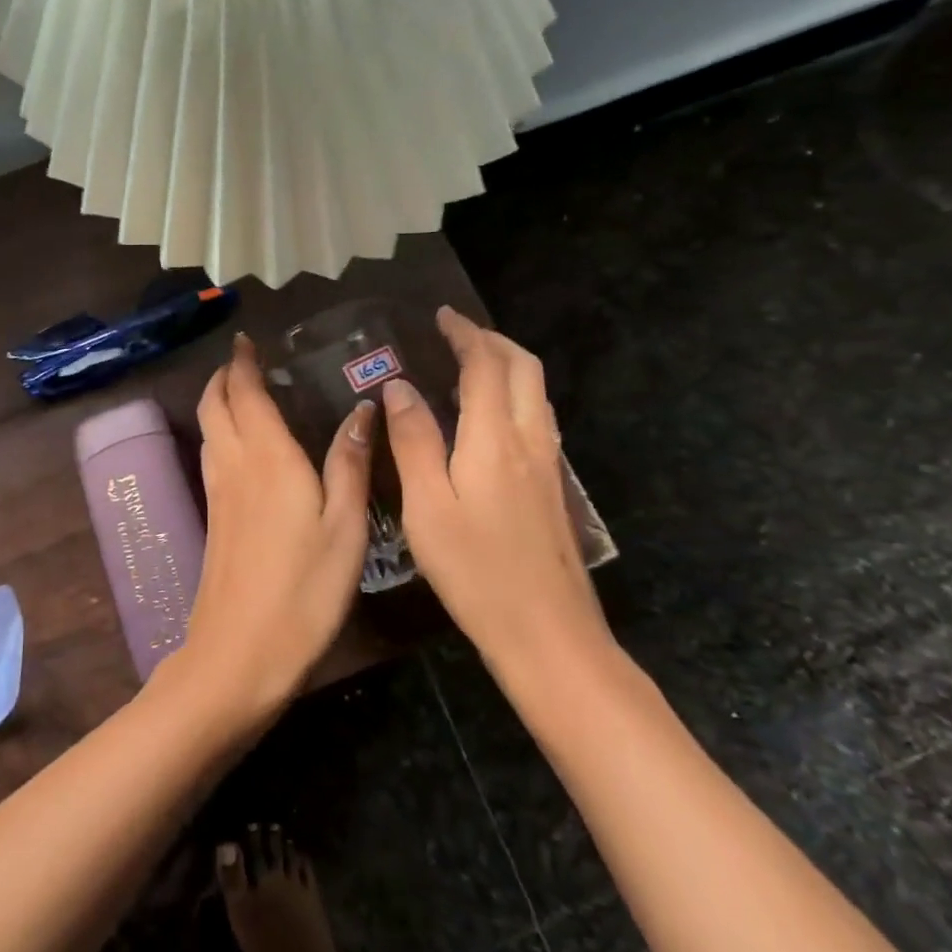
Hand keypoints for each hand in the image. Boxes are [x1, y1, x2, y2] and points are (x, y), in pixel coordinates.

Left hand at [177, 333, 375, 724]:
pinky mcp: (212, 520)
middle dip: (223, 377)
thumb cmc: (304, 591)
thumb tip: (362, 410)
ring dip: (218, 403)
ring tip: (241, 394)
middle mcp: (235, 466)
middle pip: (215, 406)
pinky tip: (241, 449)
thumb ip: (351, 464)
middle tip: (243, 361)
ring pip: (209, 431)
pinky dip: (221, 434)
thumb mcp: (345, 528)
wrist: (238, 655)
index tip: (246, 340)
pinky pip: (212, 457)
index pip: (245, 394)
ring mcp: (217, 494)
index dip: (242, 364)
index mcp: (269, 459)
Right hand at [381, 307, 615, 677]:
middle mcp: (530, 441)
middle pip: (523, 368)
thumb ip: (413, 441)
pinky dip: (515, 395)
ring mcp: (548, 466)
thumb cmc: (476, 570)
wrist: (548, 635)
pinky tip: (491, 420)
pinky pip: (536, 418)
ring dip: (507, 365)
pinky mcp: (553, 489)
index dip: (465, 334)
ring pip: (536, 393)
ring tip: (471, 366)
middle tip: (457, 334)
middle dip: (492, 341)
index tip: (442, 316)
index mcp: (495, 438)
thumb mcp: (427, 506)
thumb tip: (398, 387)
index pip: (485, 365)